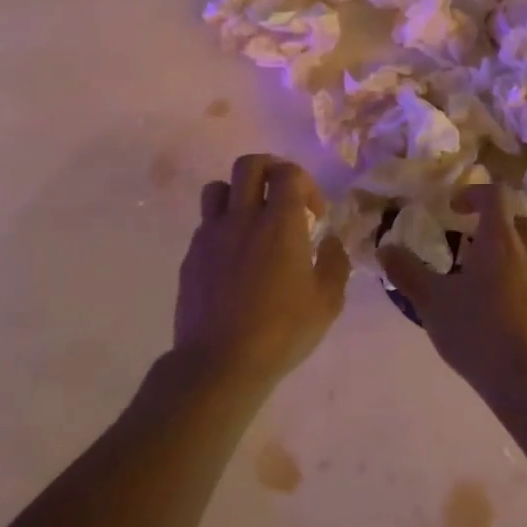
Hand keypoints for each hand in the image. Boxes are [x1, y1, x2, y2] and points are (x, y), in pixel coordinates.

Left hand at [175, 154, 350, 387]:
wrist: (220, 361)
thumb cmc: (282, 332)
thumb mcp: (327, 302)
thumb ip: (334, 263)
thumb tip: (329, 241)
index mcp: (280, 223)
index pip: (288, 173)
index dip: (306, 184)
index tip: (313, 215)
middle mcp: (242, 218)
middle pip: (249, 165)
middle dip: (270, 170)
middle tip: (282, 196)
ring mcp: (211, 235)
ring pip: (218, 188)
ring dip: (238, 194)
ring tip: (251, 221)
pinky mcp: (191, 255)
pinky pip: (206, 224)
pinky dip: (222, 227)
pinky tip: (234, 259)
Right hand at [379, 185, 526, 400]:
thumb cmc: (478, 332)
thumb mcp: (432, 302)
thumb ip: (407, 271)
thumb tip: (385, 248)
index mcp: (501, 240)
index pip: (494, 194)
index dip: (472, 194)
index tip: (452, 210)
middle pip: (515, 220)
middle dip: (490, 224)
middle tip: (465, 245)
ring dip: (506, 252)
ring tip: (480, 279)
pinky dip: (519, 278)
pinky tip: (500, 308)